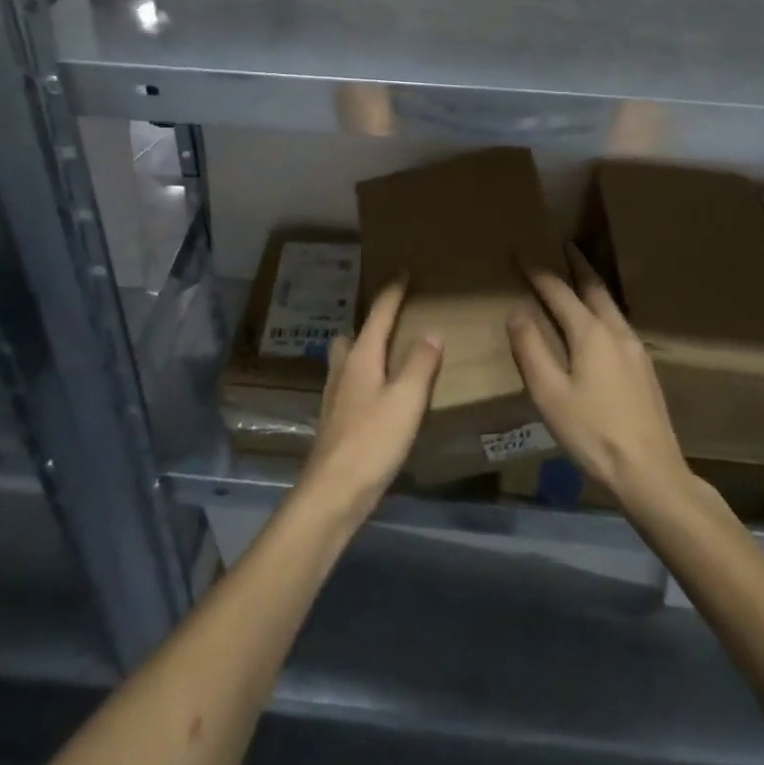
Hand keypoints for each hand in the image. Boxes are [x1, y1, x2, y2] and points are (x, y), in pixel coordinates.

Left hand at [296, 278, 442, 525]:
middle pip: (354, 334)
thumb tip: (431, 331)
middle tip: (394, 320)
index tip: (404, 271)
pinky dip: (365, 378)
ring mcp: (336, 397)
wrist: (333, 493)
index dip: (393, 291)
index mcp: (361, 357)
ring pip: (348, 360)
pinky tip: (379, 396)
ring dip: (365, 351)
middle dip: (371, 323)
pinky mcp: (336, 421)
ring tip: (389, 356)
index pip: (378, 313)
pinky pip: (351, 384)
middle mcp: (344, 370)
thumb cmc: (372, 441)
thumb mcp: (406, 400)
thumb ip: (420, 364)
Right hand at [508, 248, 688, 511]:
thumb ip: (531, 348)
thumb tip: (518, 310)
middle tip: (564, 248)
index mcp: (590, 332)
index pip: (559, 292)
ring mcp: (636, 349)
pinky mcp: (645, 368)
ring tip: (580, 279)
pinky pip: (619, 323)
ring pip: (611, 305)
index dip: (538, 273)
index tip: (522, 255)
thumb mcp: (549, 393)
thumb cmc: (592, 432)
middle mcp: (616, 331)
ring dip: (593, 287)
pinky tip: (599, 324)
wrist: (650, 472)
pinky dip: (603, 309)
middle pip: (594, 288)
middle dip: (577, 266)